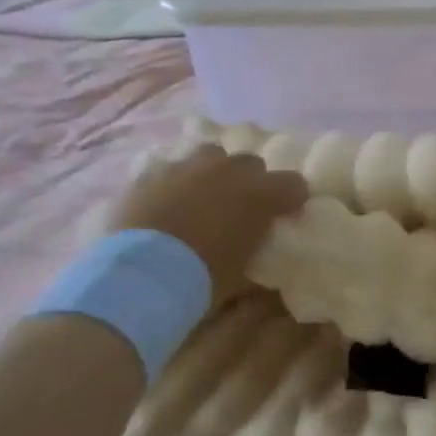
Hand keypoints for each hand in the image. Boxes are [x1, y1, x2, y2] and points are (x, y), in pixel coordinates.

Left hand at [101, 146, 306, 304]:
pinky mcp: (152, 174)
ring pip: (211, 156)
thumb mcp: (243, 279)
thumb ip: (259, 262)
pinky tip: (169, 204)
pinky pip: (172, 170)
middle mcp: (228, 170)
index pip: (294, 183)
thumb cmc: (203, 279)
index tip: (286, 214)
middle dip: (251, 182)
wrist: (141, 276)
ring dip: (214, 173)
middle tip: (242, 208)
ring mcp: (187, 167)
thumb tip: (266, 269)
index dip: (292, 199)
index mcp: (260, 194)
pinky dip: (177, 184)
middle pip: (252, 163)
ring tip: (205, 197)